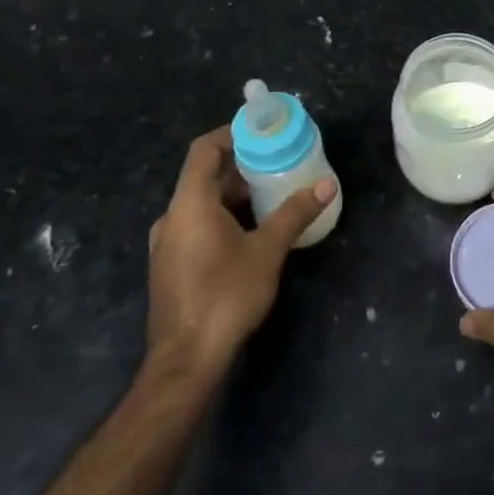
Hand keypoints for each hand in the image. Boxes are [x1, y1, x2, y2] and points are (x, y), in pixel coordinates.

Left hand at [144, 126, 334, 382]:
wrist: (185, 363)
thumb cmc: (225, 296)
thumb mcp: (267, 251)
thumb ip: (294, 213)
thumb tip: (327, 185)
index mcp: (189, 203)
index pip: (204, 149)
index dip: (231, 133)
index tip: (262, 132)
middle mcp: (171, 217)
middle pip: (204, 175)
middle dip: (241, 165)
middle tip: (277, 162)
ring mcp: (167, 244)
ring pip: (200, 202)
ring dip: (233, 193)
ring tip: (270, 194)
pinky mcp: (170, 266)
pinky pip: (196, 224)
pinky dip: (222, 216)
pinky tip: (250, 231)